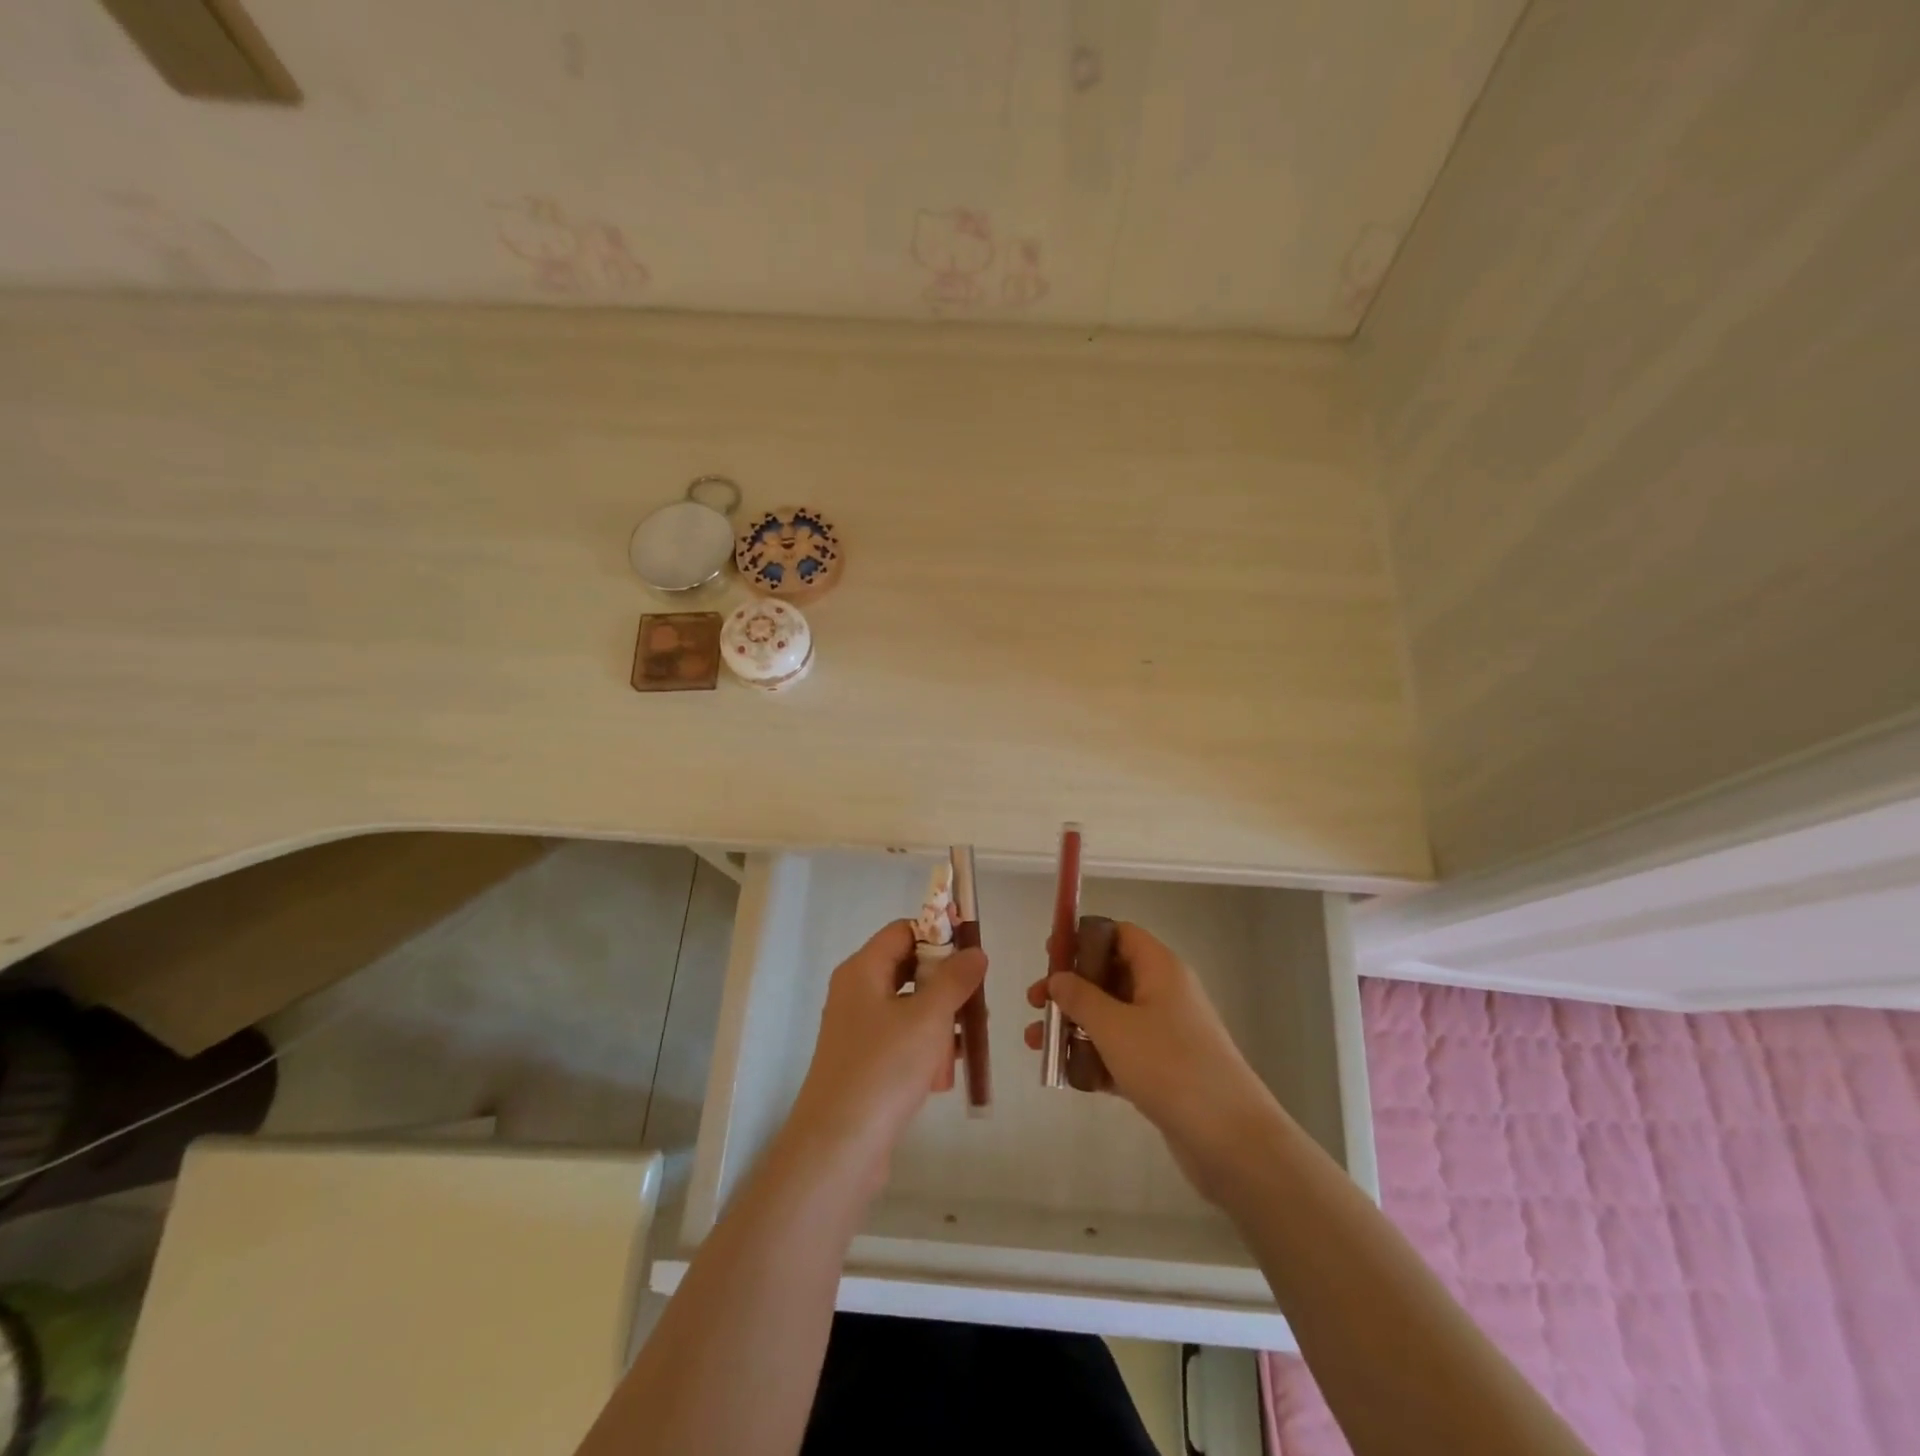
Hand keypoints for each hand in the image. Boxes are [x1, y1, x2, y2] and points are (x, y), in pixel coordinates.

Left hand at [787, 921, 987, 1189]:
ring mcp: (858, 1030)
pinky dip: (925, 1050)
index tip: (973, 953)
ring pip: (910, 1008)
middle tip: (978, 1002)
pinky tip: (944, 1074)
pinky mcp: (864, 1064)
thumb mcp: (928, 1016)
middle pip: (909, 970)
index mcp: (863, 970)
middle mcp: (856, 993)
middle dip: (946, 984)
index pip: (903, 931)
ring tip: (968, 1042)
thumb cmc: (884, 1067)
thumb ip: (955, 979)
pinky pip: (902, 1041)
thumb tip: (976, 951)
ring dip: (941, 1021)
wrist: (839, 1146)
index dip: (938, 935)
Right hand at [1025, 922, 1278, 1202]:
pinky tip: (1064, 1074)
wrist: (1231, 1139)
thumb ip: (1080, 997)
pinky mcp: (1164, 1071)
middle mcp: (1165, 994)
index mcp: (1160, 969)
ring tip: (1037, 1045)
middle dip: (1070, 988)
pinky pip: (1121, 1052)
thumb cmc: (1169, 1065)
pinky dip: (1094, 1058)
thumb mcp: (1115, 1026)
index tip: (1050, 954)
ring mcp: (1166, 1034)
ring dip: (1075, 1026)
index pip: (1120, 935)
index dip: (1084, 939)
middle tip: (1035, 1003)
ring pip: (1111, 1017)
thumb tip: (1059, 978)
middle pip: (1110, 976)